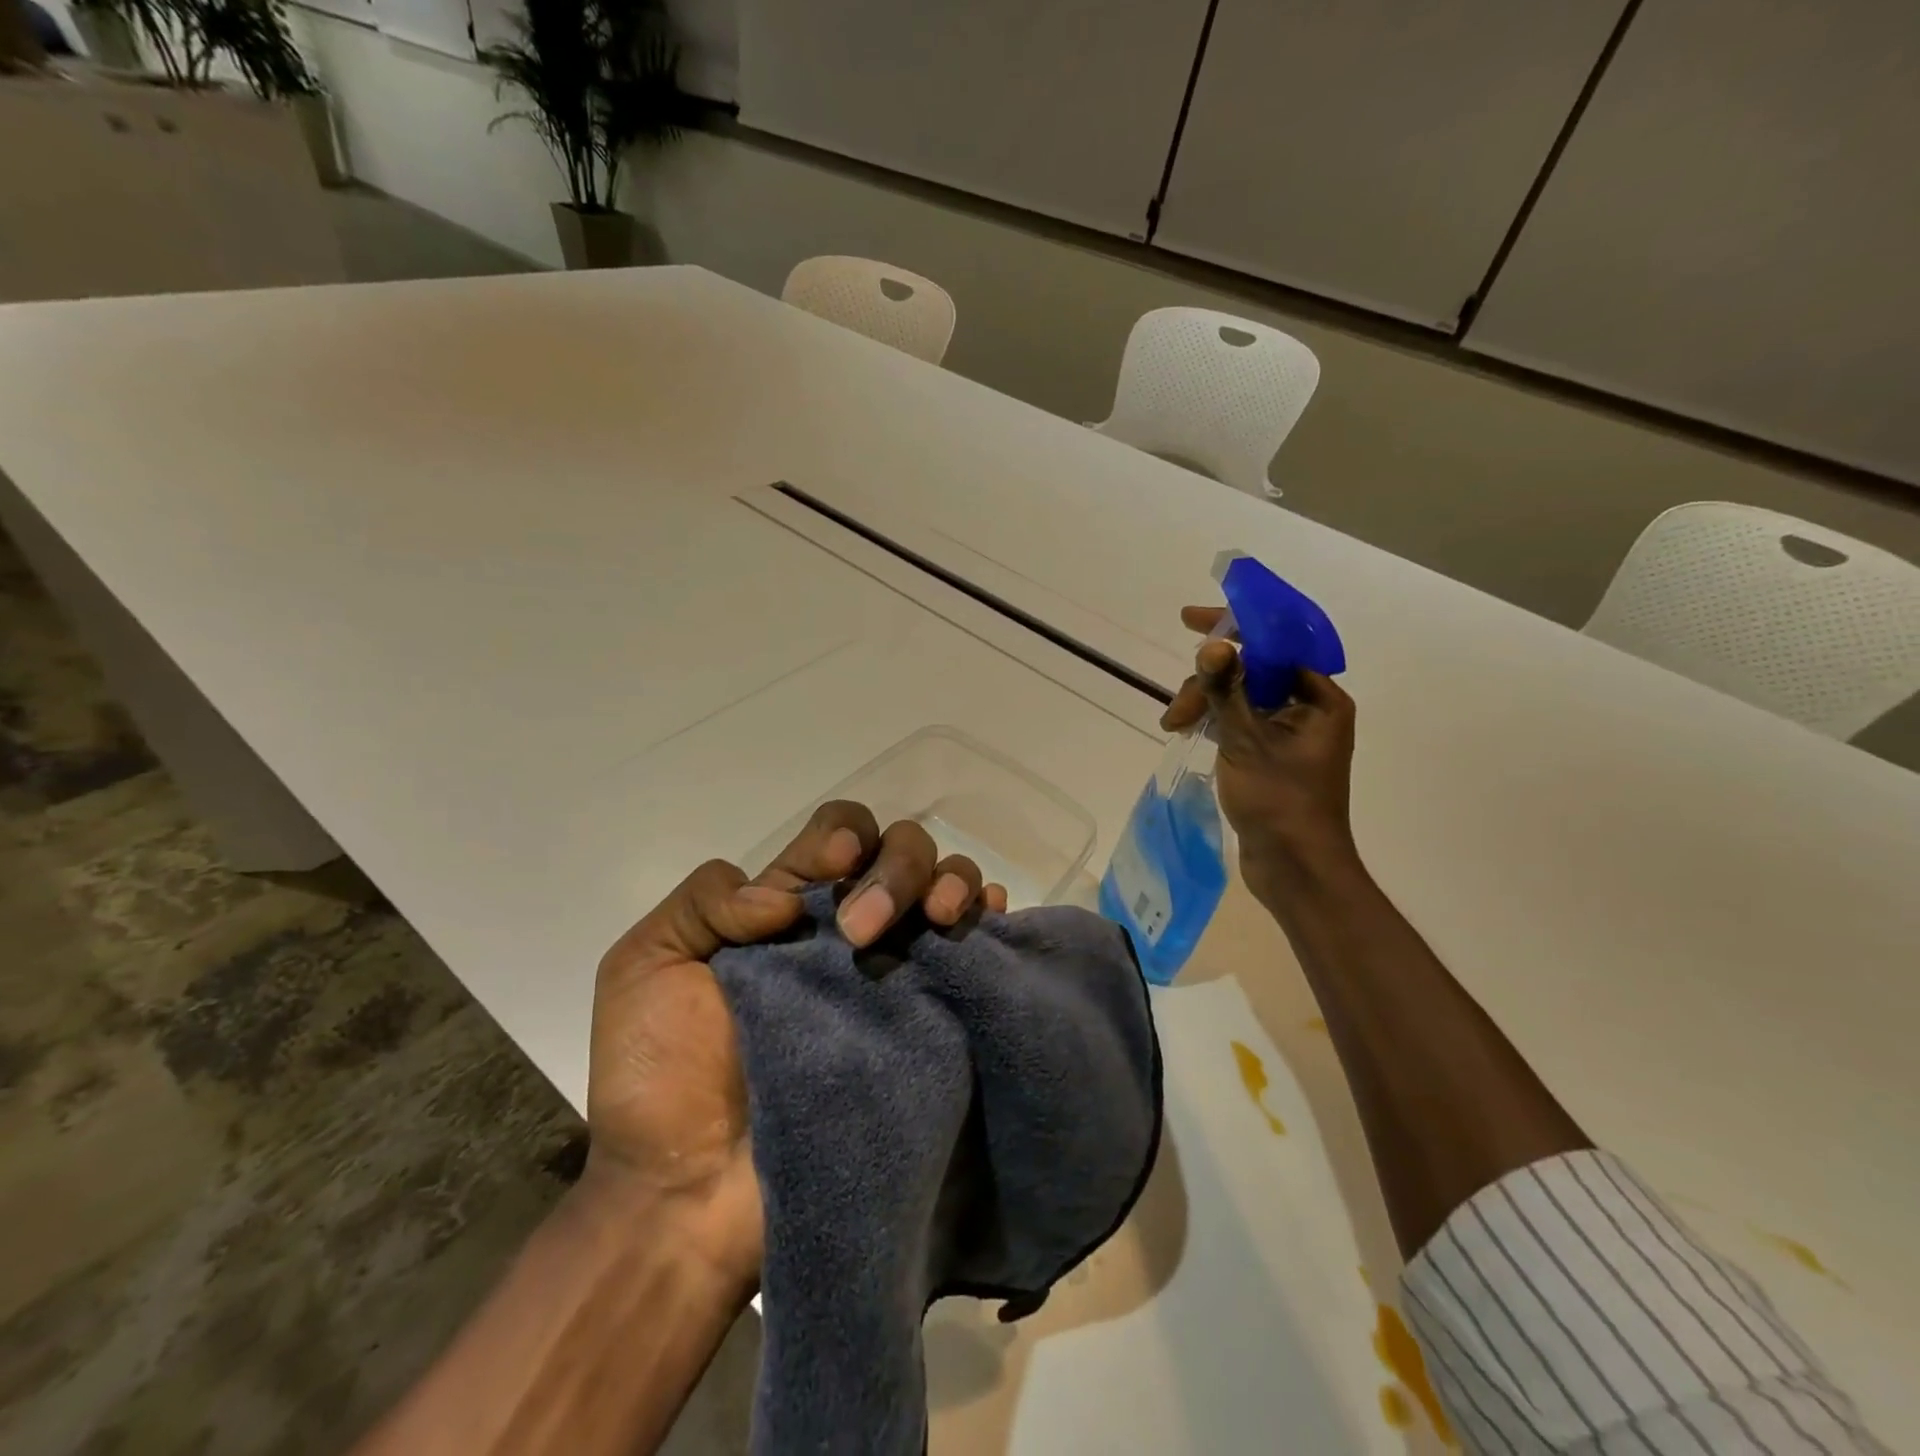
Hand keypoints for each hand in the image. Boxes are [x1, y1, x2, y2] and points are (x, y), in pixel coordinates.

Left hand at [583, 801, 1007, 1287]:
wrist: (689, 1199)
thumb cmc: (657, 1081)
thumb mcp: (644, 965)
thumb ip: (705, 900)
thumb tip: (785, 900)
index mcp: (788, 907)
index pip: (839, 833)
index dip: (845, 835)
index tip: (834, 869)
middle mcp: (848, 929)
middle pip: (901, 850)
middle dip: (898, 866)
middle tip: (863, 931)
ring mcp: (894, 973)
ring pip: (947, 885)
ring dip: (950, 882)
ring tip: (939, 919)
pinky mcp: (928, 1024)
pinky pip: (977, 952)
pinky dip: (989, 921)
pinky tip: (981, 924)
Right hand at [1160, 605, 1358, 876]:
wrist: (1294, 867)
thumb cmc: (1280, 800)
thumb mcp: (1247, 739)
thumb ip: (1226, 689)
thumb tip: (1211, 644)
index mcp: (1319, 698)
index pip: (1275, 644)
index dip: (1234, 627)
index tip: (1190, 620)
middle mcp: (1308, 709)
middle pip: (1252, 671)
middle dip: (1210, 680)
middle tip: (1178, 708)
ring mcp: (1288, 734)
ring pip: (1240, 697)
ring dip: (1206, 703)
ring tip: (1175, 725)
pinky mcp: (1270, 756)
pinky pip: (1239, 721)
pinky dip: (1214, 721)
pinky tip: (1187, 730)